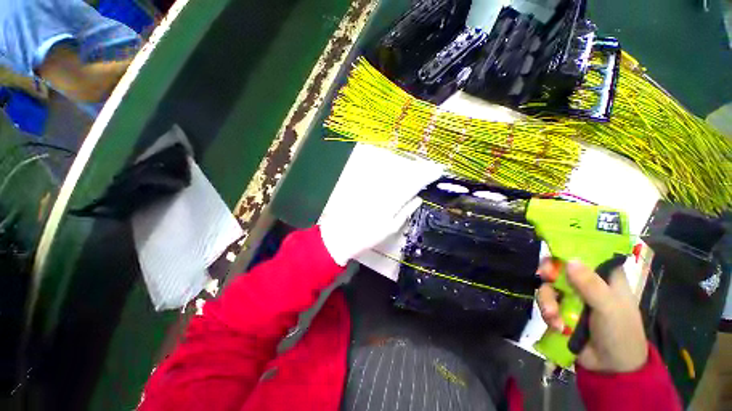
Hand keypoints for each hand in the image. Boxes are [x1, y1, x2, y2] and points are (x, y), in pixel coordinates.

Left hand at [319, 146, 442, 265]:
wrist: (340, 235)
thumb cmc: (368, 236)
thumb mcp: (390, 228)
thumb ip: (405, 212)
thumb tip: (418, 199)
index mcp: (392, 201)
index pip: (413, 184)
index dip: (425, 176)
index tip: (436, 171)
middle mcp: (383, 190)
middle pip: (403, 175)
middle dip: (418, 170)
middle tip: (429, 167)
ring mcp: (372, 186)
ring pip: (392, 173)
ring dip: (406, 169)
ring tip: (417, 167)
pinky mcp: (363, 185)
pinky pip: (379, 175)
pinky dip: (389, 172)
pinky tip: (395, 171)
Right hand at [536, 259, 647, 372]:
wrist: (611, 368)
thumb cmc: (620, 332)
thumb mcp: (609, 307)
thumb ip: (591, 285)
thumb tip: (569, 260)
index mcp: (605, 277)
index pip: (587, 254)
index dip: (569, 249)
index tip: (554, 251)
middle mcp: (587, 283)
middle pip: (561, 268)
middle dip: (550, 273)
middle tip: (544, 276)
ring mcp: (572, 297)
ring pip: (549, 286)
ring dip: (547, 301)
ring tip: (553, 316)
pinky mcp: (561, 310)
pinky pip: (546, 303)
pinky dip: (548, 313)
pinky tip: (555, 325)